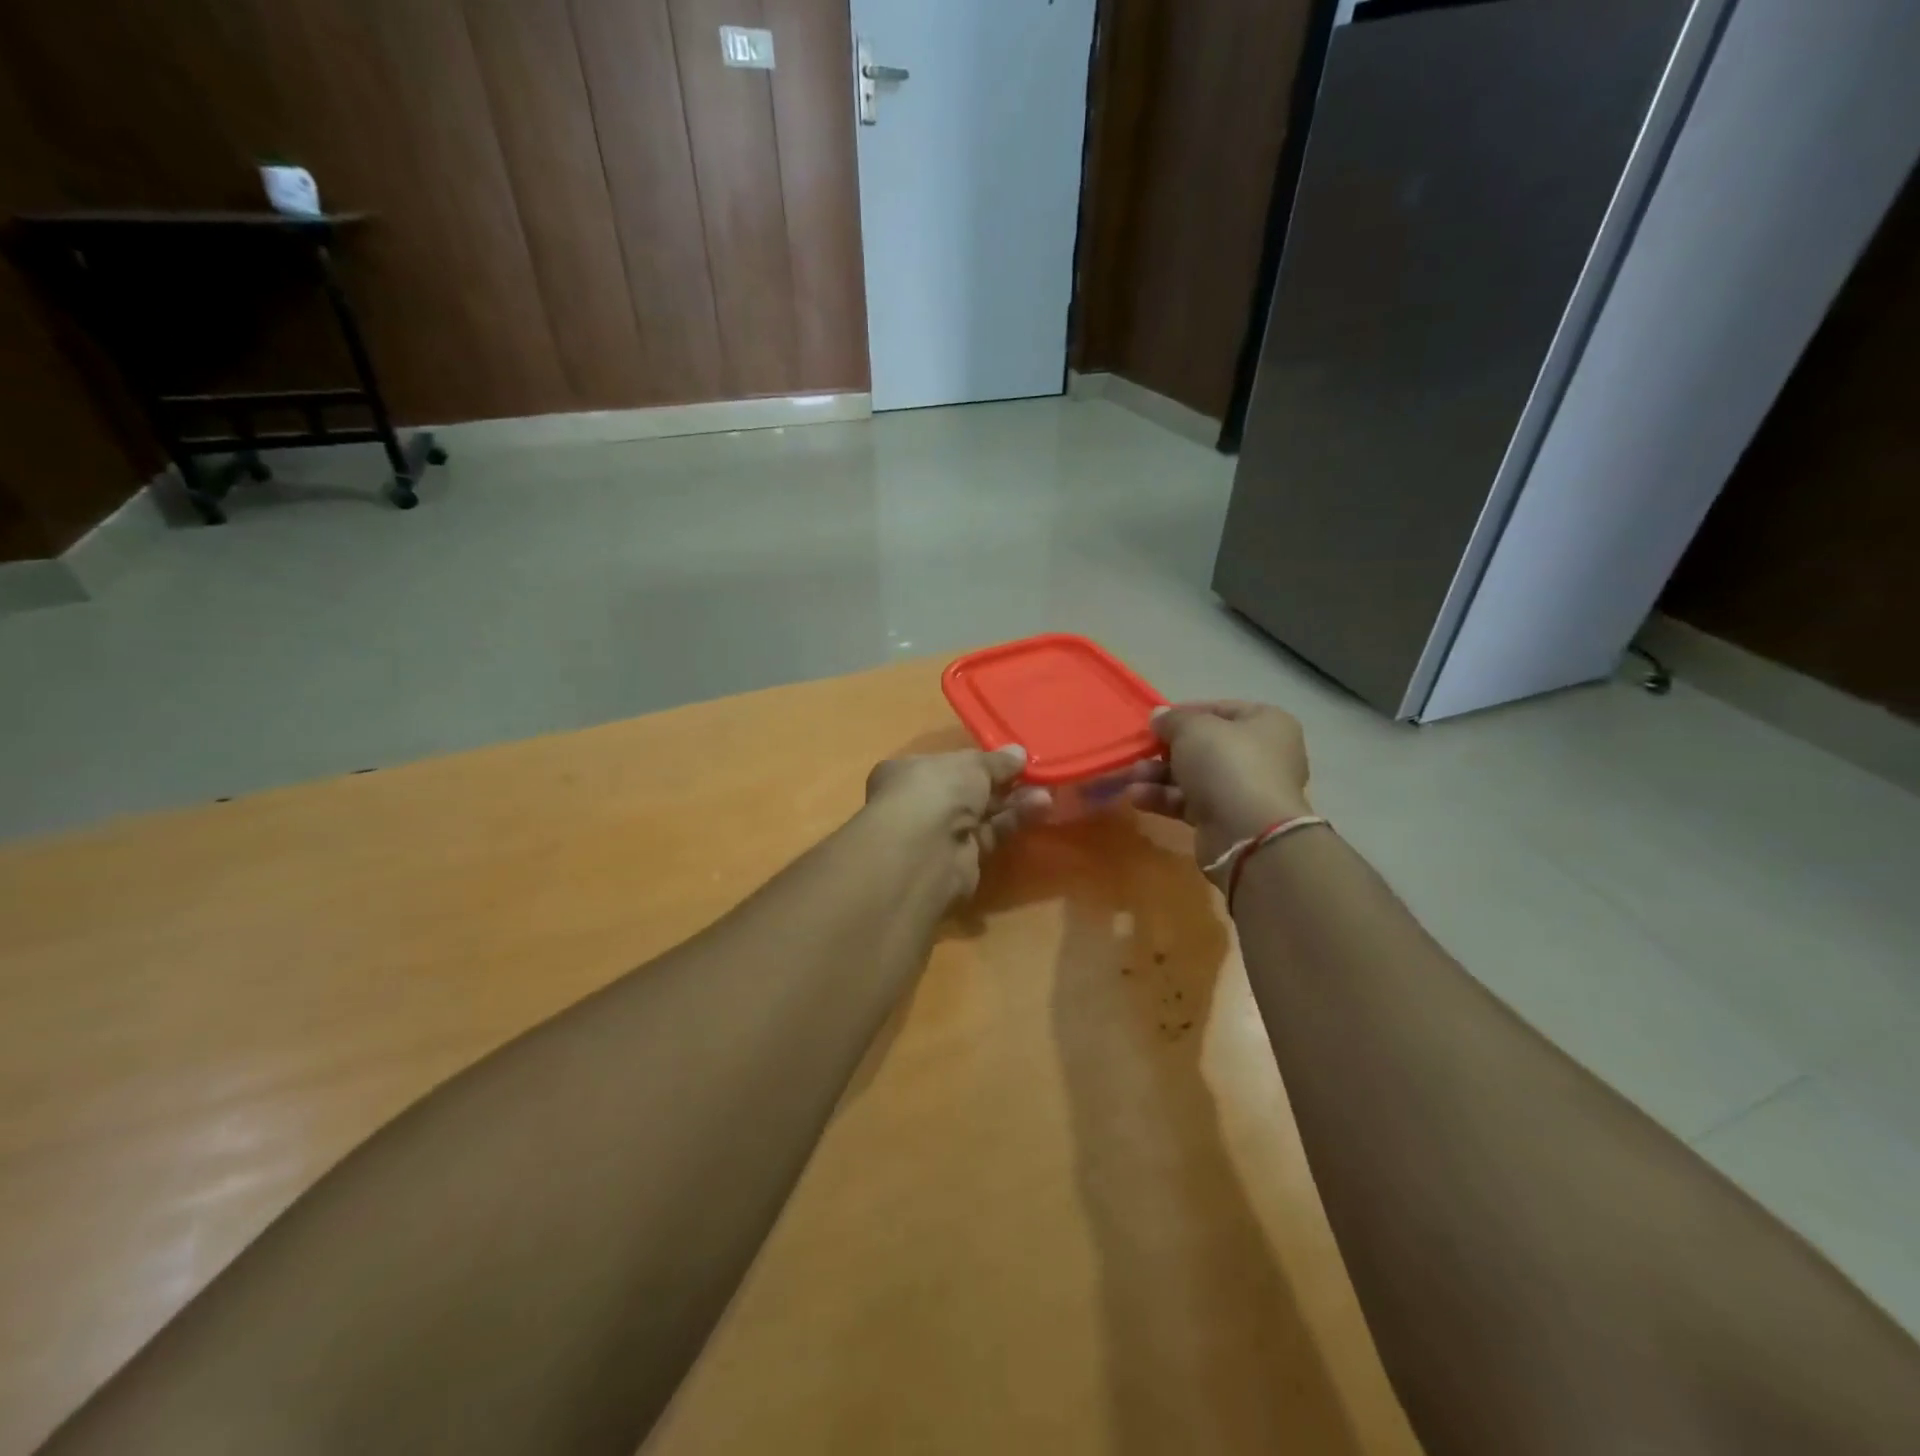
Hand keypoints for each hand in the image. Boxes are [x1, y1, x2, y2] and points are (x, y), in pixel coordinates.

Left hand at [863, 746, 1052, 900]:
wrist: (926, 850)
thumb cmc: (936, 790)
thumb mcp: (971, 764)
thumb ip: (996, 761)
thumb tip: (1018, 753)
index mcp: (907, 772)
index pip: (943, 764)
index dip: (974, 760)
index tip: (1006, 757)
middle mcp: (919, 802)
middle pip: (966, 790)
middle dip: (1001, 781)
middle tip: (1035, 772)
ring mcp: (939, 833)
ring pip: (982, 813)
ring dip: (1014, 801)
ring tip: (1047, 790)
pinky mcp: (962, 859)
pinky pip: (992, 833)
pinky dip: (1014, 821)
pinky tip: (1041, 807)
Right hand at [1125, 701, 1312, 868]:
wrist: (1247, 833)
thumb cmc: (1226, 764)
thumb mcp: (1193, 729)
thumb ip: (1172, 719)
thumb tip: (1159, 715)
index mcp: (1266, 723)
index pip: (1220, 709)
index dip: (1185, 713)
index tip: (1155, 721)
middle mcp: (1261, 754)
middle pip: (1204, 746)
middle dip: (1165, 750)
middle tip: (1140, 752)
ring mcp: (1244, 789)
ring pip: (1194, 776)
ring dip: (1158, 775)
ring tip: (1132, 777)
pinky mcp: (1226, 818)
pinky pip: (1191, 802)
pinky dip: (1164, 798)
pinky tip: (1137, 798)